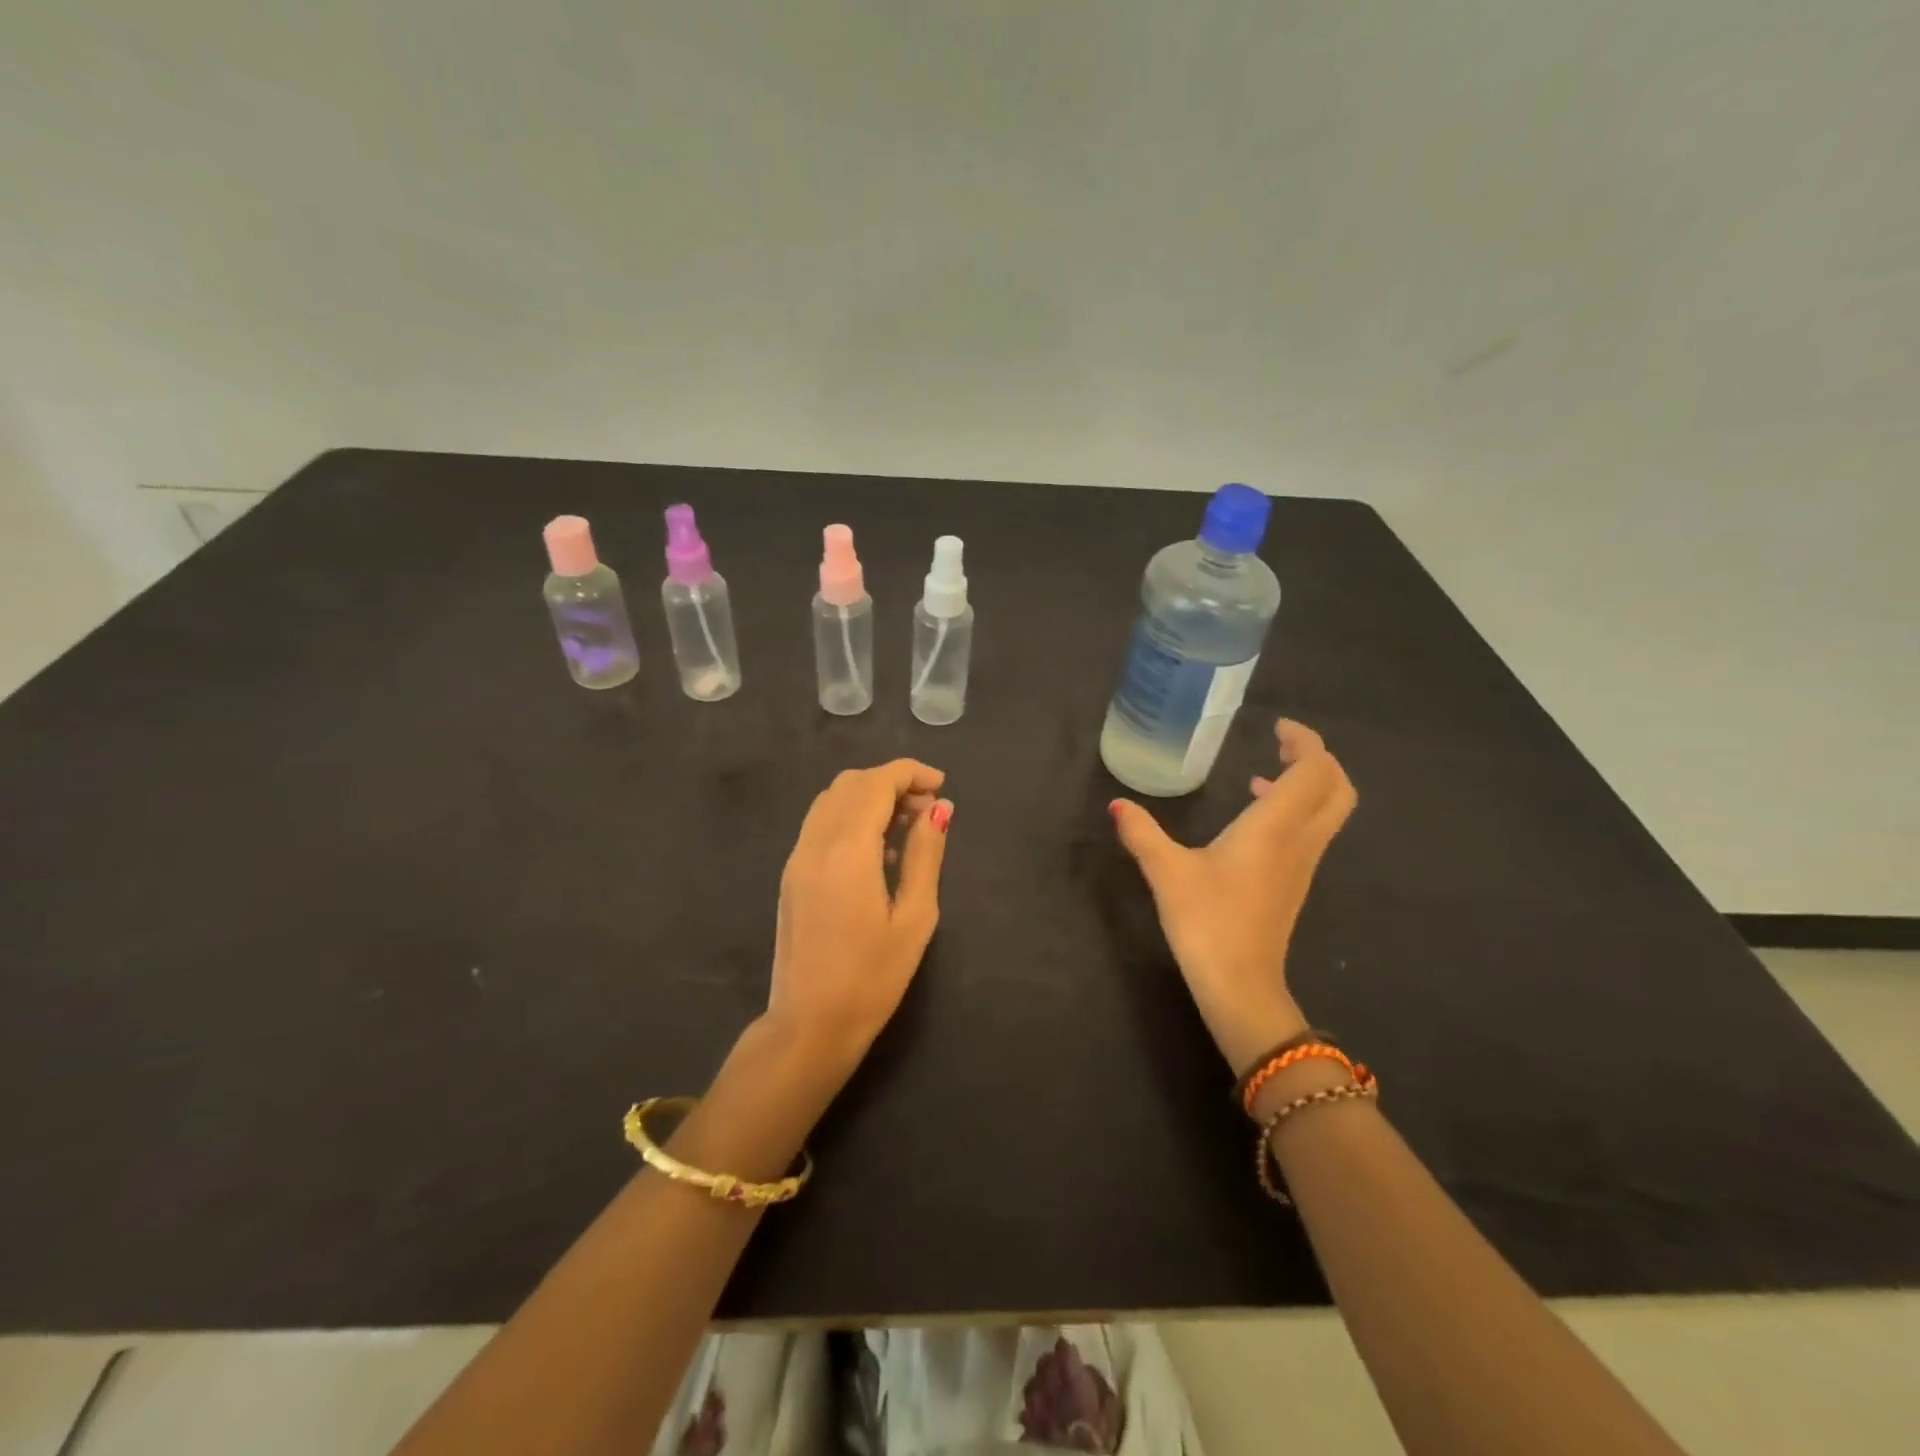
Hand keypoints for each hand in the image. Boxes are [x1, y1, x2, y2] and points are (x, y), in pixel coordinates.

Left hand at [764, 760, 953, 1083]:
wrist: (809, 1025)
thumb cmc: (872, 977)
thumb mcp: (914, 917)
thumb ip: (925, 854)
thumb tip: (939, 809)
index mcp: (847, 850)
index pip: (876, 783)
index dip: (911, 773)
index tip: (941, 786)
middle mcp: (815, 843)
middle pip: (851, 784)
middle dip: (892, 782)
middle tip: (929, 809)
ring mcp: (797, 858)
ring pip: (831, 800)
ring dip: (870, 797)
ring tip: (907, 826)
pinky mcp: (791, 875)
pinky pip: (821, 824)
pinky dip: (851, 817)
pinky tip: (877, 850)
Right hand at [1109, 719, 1355, 1074]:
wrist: (1240, 985)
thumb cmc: (1207, 921)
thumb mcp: (1166, 872)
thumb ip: (1142, 833)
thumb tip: (1117, 804)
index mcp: (1275, 827)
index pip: (1314, 770)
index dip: (1304, 741)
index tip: (1276, 727)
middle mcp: (1300, 840)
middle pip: (1337, 788)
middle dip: (1317, 759)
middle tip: (1281, 745)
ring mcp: (1303, 864)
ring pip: (1329, 811)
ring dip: (1307, 785)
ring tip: (1263, 775)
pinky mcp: (1295, 883)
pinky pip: (1312, 831)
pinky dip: (1296, 810)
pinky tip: (1254, 819)